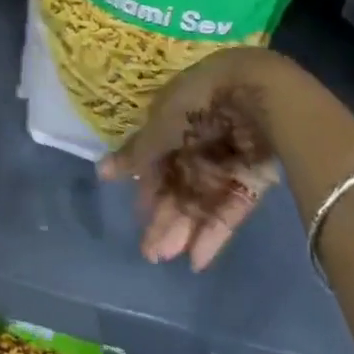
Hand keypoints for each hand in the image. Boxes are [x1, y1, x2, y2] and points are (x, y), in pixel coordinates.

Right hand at [99, 46, 287, 270]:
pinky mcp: (251, 180)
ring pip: (201, 202)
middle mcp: (198, 143)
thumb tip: (101, 171)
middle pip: (179, 185)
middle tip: (151, 253)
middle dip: (164, 218)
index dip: (148, 188)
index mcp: (174, 122)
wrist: (253, 95)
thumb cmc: (196, 104)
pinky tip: (197, 259)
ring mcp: (226, 163)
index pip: (158, 160)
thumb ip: (136, 155)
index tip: (138, 214)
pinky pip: (229, 209)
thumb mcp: (159, 127)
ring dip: (184, 229)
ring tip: (168, 257)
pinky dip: (213, 233)